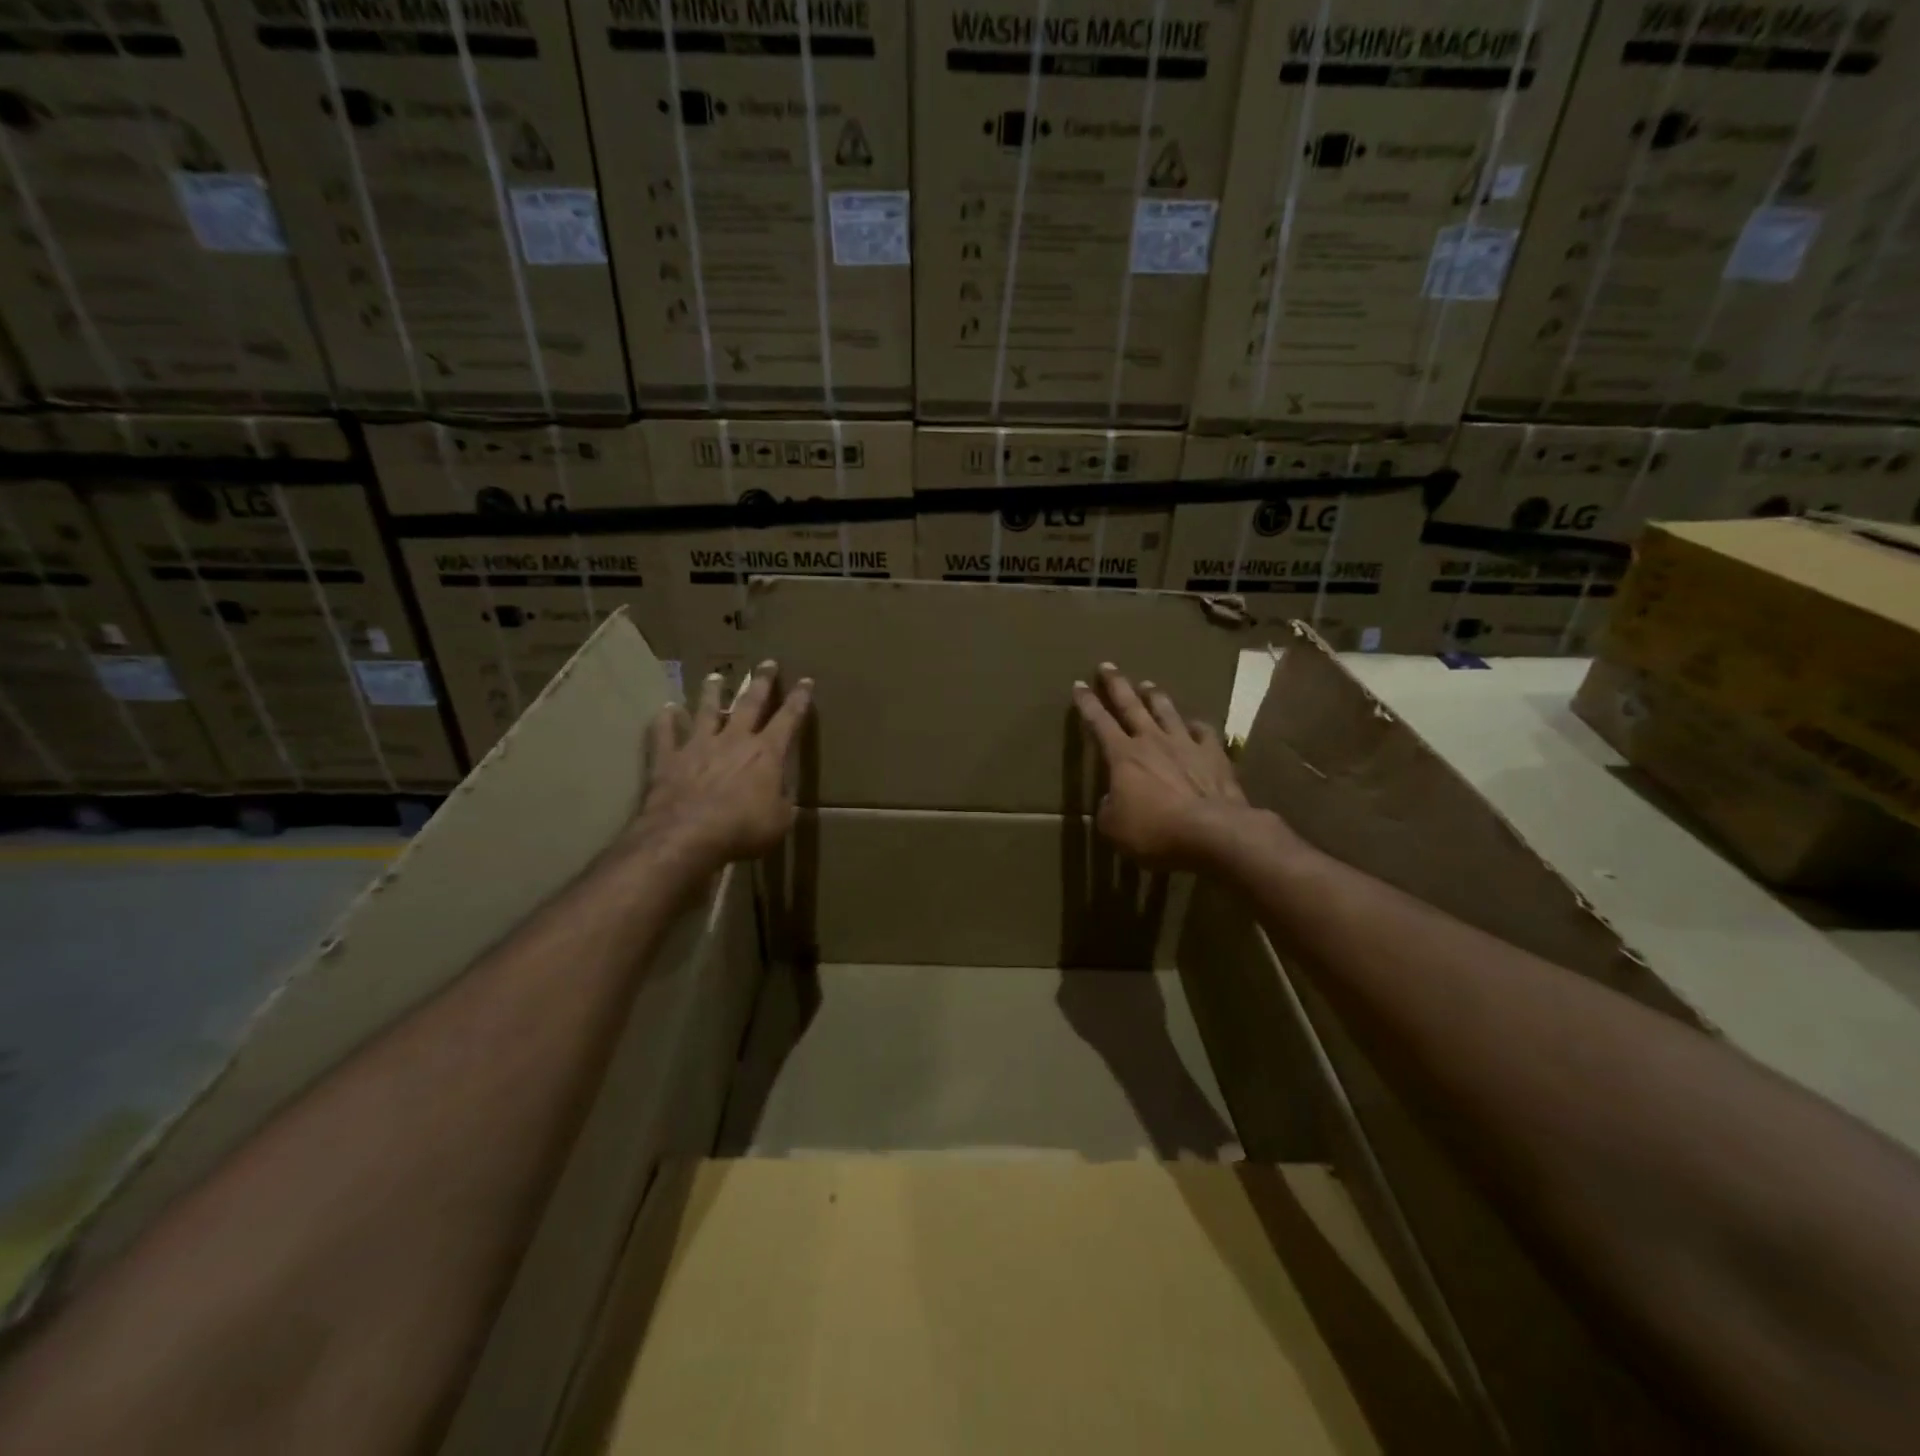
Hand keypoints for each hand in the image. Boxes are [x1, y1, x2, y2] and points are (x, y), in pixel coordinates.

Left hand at [630, 659, 812, 868]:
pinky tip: (666, 709)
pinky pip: (665, 734)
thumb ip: (782, 801)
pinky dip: (665, 720)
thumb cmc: (742, 830)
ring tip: (715, 676)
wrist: (687, 836)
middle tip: (767, 663)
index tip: (806, 681)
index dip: (800, 699)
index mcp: (766, 754)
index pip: (789, 719)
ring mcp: (698, 746)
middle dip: (761, 682)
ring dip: (712, 692)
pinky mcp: (669, 759)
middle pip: (749, 703)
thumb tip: (781, 793)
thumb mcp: (779, 821)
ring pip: (707, 710)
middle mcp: (734, 740)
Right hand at [1072, 663, 1261, 868]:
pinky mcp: (1214, 756)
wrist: (1214, 832)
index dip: (1087, 704)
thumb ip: (1108, 810)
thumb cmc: (1155, 830)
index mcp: (1123, 756)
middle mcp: (1152, 741)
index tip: (1079, 685)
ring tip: (1148, 684)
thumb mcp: (1114, 828)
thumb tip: (1112, 801)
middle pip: (1131, 706)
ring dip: (1155, 697)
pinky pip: (1204, 733)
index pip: (1099, 723)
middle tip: (1108, 666)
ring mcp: (1186, 745)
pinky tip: (1194, 724)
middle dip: (1117, 685)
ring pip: (1167, 712)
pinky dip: (1196, 726)